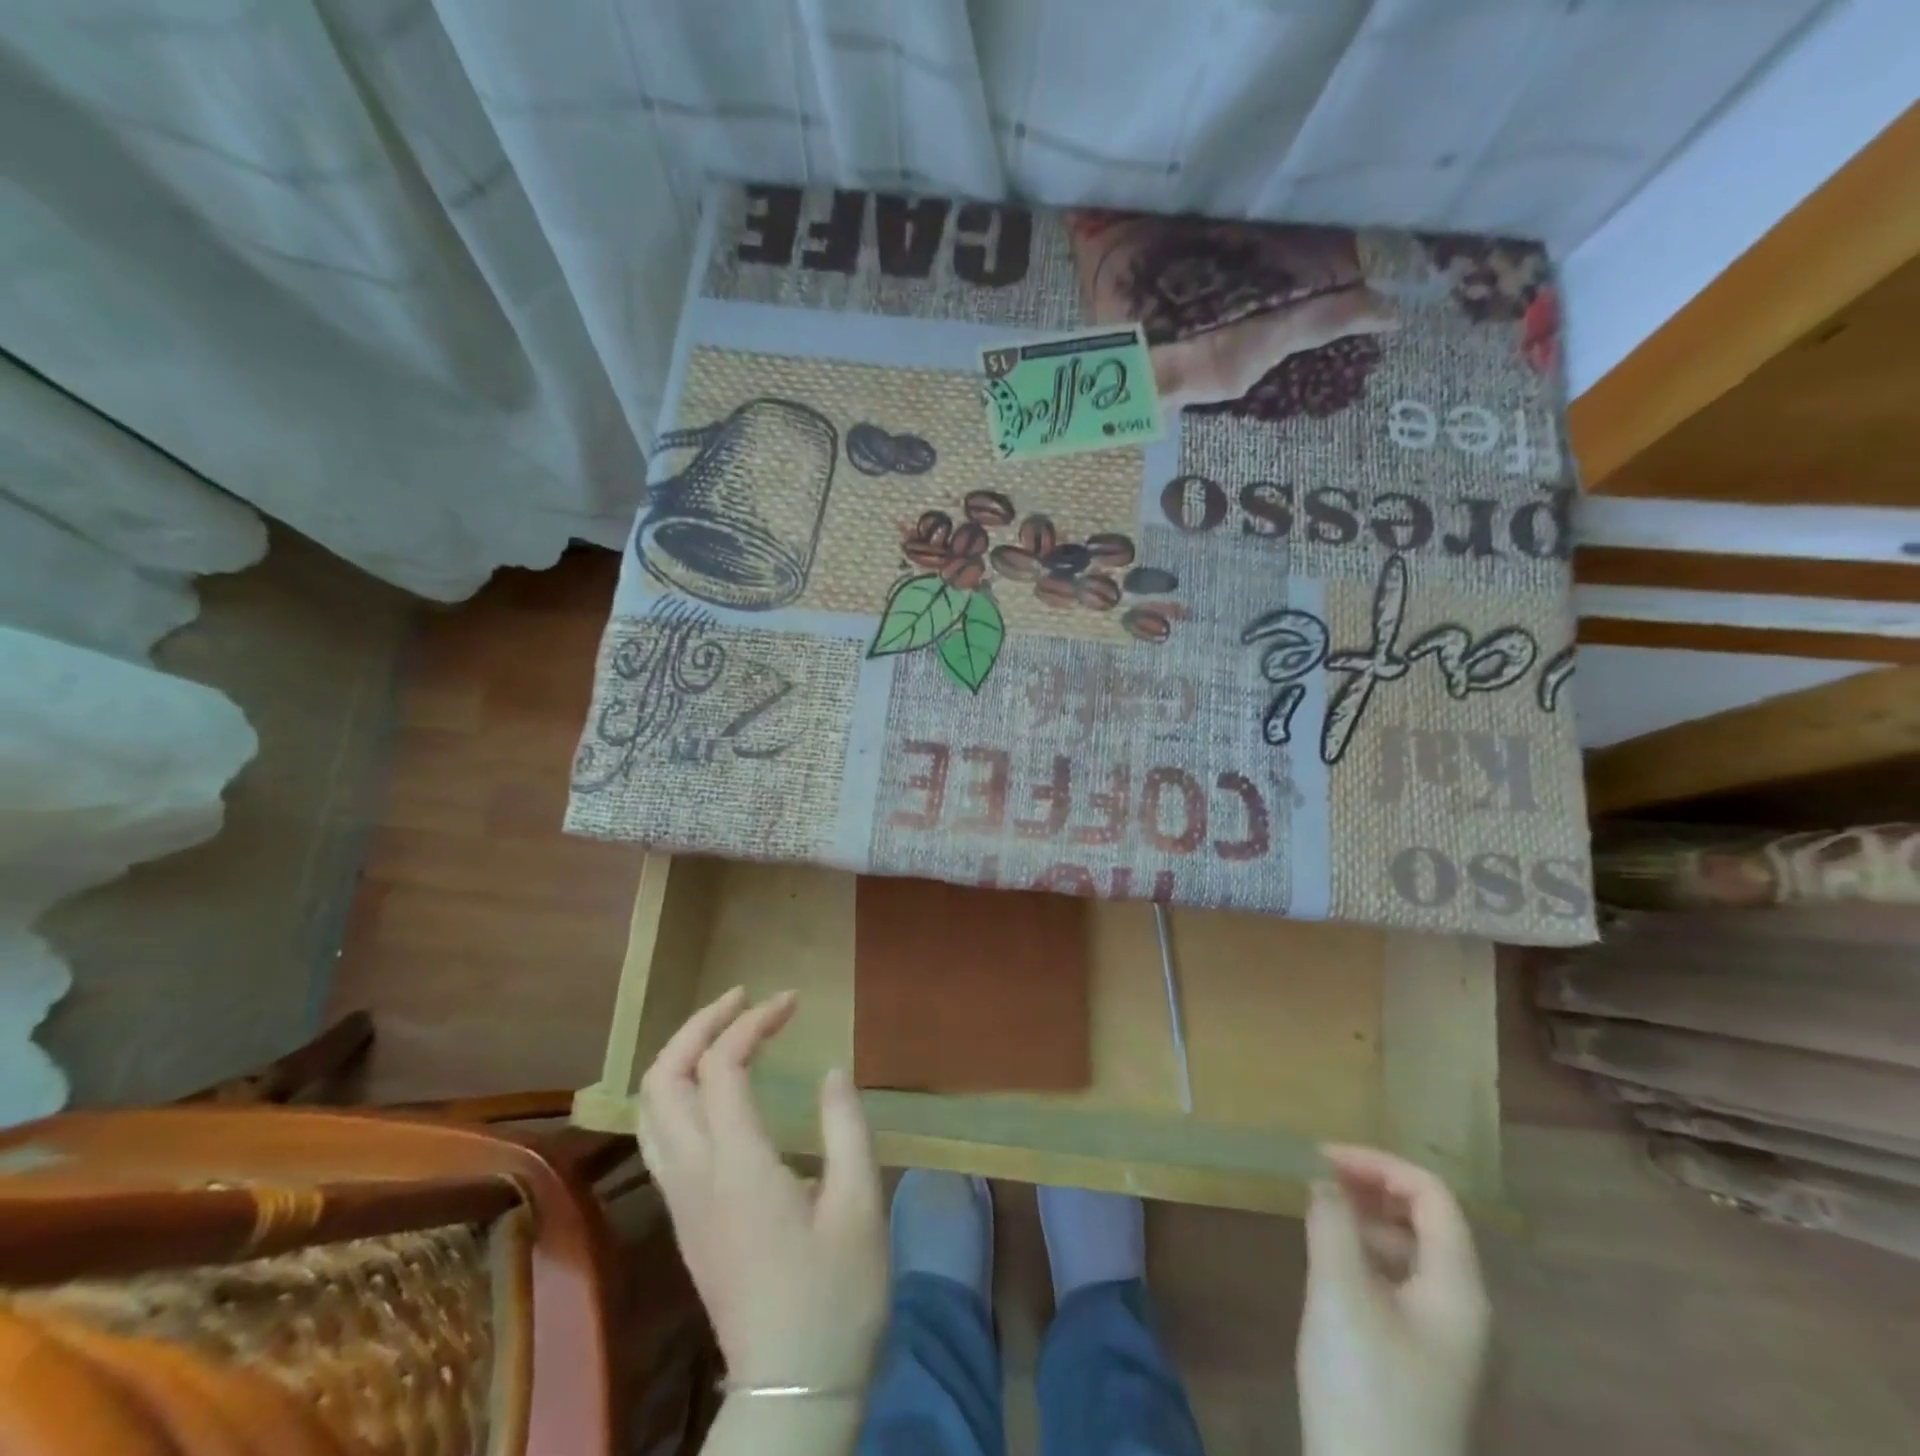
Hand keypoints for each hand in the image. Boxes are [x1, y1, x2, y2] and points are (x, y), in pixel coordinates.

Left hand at [639, 987, 886, 1390]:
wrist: (792, 1393)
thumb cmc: (836, 1297)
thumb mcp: (860, 1206)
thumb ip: (845, 1127)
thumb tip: (831, 1071)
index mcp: (739, 1168)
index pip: (722, 1067)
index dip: (753, 1022)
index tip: (792, 1001)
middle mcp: (695, 1177)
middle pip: (663, 1080)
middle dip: (698, 1025)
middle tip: (742, 997)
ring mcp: (682, 1201)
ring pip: (650, 1109)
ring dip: (680, 1055)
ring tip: (723, 1028)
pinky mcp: (685, 1219)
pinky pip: (660, 1135)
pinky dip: (677, 1090)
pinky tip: (713, 1086)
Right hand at [1297, 1145, 1490, 1455]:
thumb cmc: (1365, 1386)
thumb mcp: (1339, 1294)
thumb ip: (1332, 1224)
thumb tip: (1323, 1182)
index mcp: (1458, 1289)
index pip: (1431, 1195)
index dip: (1378, 1163)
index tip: (1321, 1156)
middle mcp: (1464, 1309)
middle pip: (1427, 1221)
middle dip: (1372, 1187)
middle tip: (1317, 1177)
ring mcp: (1445, 1340)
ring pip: (1412, 1253)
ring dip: (1367, 1220)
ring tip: (1318, 1214)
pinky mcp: (1420, 1361)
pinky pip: (1400, 1284)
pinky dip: (1366, 1255)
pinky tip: (1330, 1263)